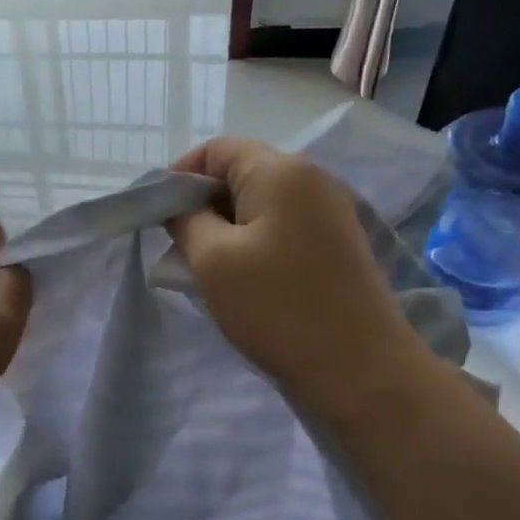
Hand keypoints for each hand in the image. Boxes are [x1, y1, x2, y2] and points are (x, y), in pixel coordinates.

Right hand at [167, 139, 431, 403]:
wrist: (360, 370)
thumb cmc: (277, 307)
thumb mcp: (213, 260)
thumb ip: (186, 221)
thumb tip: (180, 208)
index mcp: (281, 171)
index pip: (216, 150)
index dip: (179, 176)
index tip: (159, 218)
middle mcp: (312, 180)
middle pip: (240, 174)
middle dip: (202, 205)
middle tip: (179, 248)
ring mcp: (330, 213)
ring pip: (260, 205)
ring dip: (226, 229)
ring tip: (207, 270)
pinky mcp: (337, 245)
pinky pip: (282, 228)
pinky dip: (254, 244)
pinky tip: (243, 281)